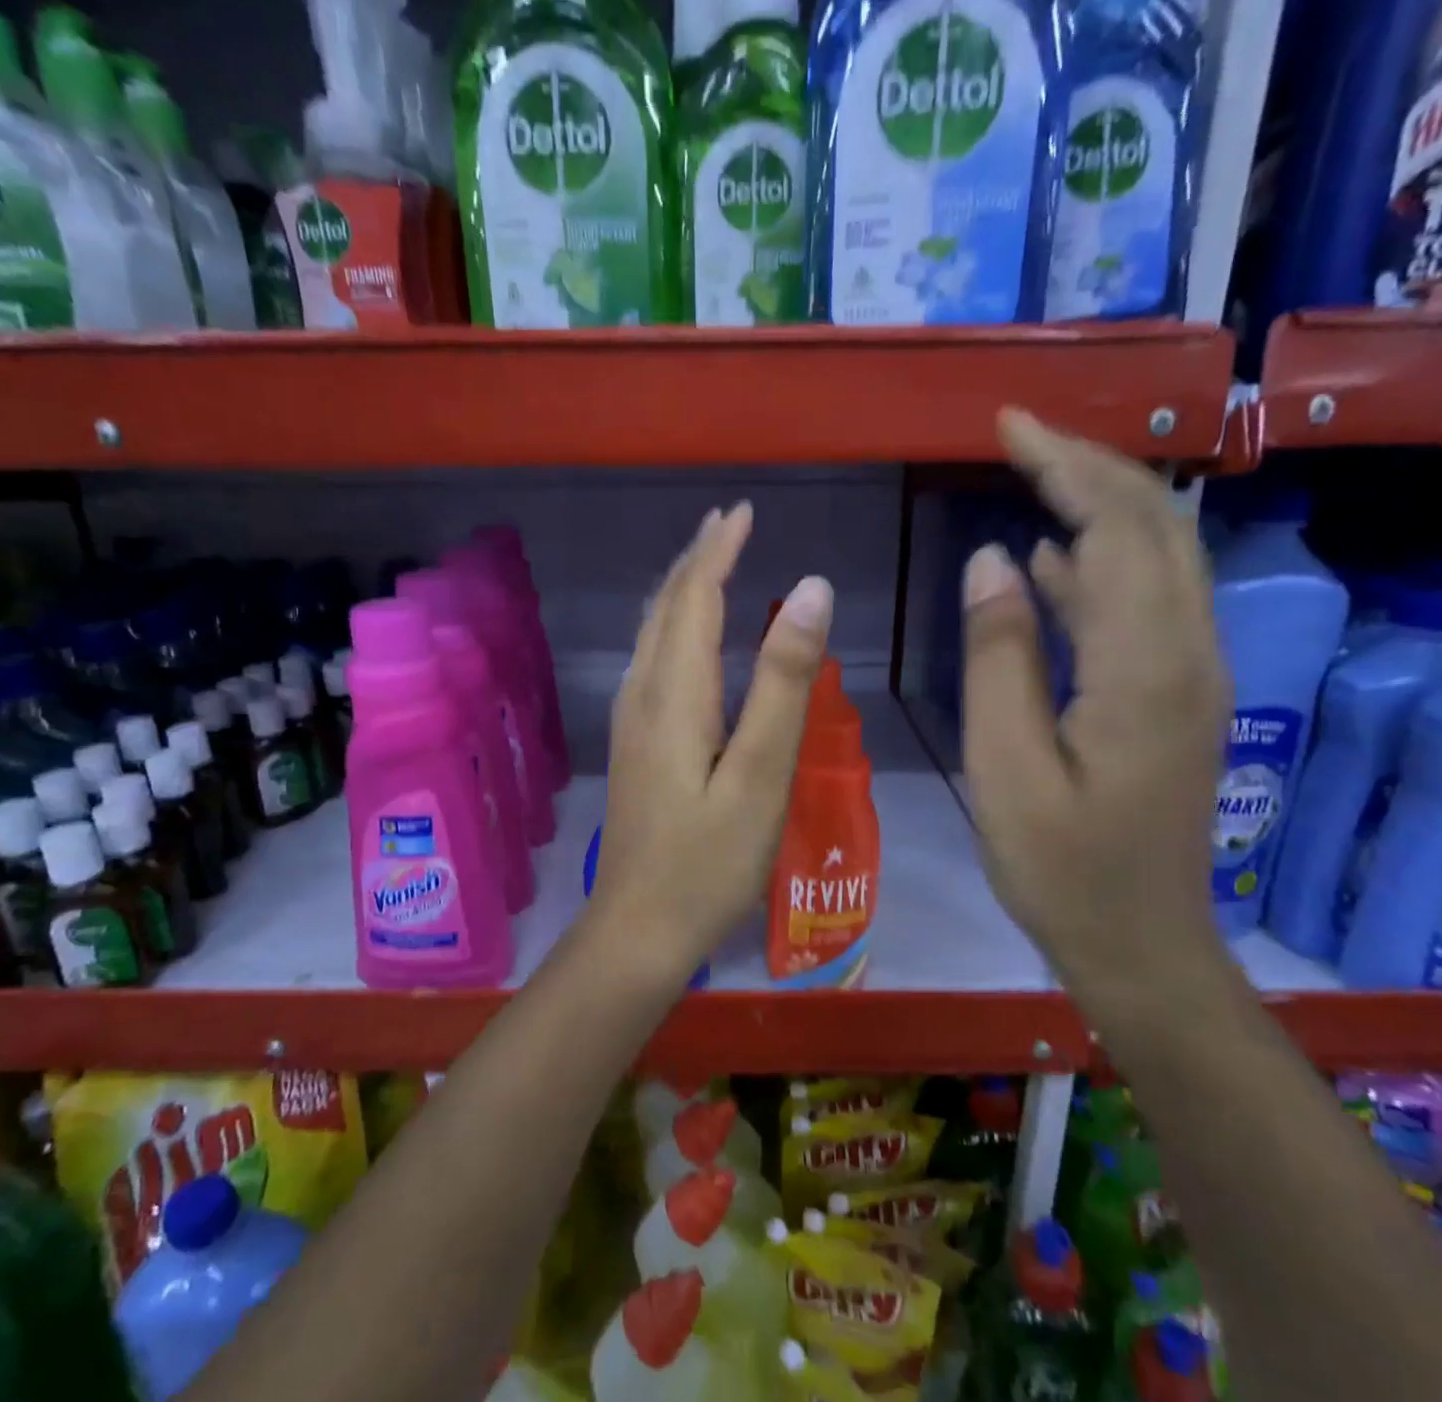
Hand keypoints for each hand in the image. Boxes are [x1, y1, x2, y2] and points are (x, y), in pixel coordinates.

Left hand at [592, 504, 833, 984]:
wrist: (638, 929)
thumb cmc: (709, 861)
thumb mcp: (761, 773)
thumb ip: (783, 681)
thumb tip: (809, 590)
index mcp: (675, 693)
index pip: (694, 598)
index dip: (718, 551)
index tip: (743, 511)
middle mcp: (644, 694)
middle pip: (665, 608)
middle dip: (696, 559)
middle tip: (729, 523)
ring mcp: (632, 720)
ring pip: (652, 633)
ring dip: (681, 589)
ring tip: (711, 562)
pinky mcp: (634, 744)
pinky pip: (651, 660)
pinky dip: (674, 626)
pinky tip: (688, 637)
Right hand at [961, 411, 1231, 1012]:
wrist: (1142, 945)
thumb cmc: (1060, 868)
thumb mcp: (1003, 766)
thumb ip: (999, 657)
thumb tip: (994, 560)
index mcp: (1143, 670)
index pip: (1115, 530)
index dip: (1064, 466)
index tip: (1008, 425)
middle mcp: (1189, 654)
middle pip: (1155, 525)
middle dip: (1089, 464)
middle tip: (1018, 433)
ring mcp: (1194, 673)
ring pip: (1160, 555)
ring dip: (1101, 502)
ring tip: (1032, 471)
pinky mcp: (1180, 693)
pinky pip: (1146, 601)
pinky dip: (1102, 561)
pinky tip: (1052, 556)